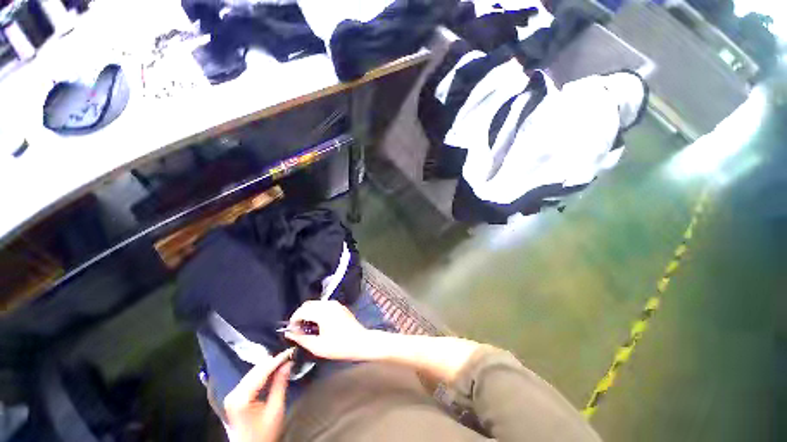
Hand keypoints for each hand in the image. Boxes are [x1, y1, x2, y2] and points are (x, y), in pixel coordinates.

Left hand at [224, 349, 293, 441]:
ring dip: (268, 366)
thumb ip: (280, 384)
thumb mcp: (276, 409)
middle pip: (256, 370)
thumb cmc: (264, 433)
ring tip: (284, 360)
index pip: (262, 371)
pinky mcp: (234, 396)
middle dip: (273, 361)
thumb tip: (288, 363)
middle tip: (289, 355)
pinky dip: (262, 373)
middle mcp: (234, 393)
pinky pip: (250, 378)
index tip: (290, 351)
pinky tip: (273, 370)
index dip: (277, 360)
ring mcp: (232, 394)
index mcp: (242, 398)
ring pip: (253, 372)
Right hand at [285, 300, 375, 360]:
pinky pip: (324, 305)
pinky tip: (319, 325)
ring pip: (316, 304)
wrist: (360, 342)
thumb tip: (290, 333)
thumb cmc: (340, 346)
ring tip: (308, 329)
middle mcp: (329, 304)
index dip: (293, 320)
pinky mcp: (340, 307)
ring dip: (309, 313)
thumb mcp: (318, 347)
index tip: (291, 330)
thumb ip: (301, 338)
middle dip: (300, 315)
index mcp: (323, 312)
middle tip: (298, 330)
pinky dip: (317, 312)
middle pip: (308, 304)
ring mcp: (336, 304)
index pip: (302, 310)